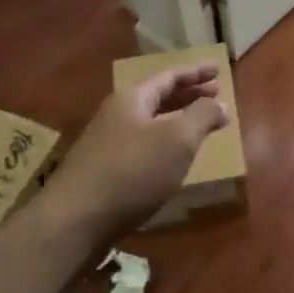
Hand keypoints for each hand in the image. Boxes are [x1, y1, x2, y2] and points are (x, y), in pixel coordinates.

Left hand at [45, 64, 228, 237]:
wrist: (74, 222)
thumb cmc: (132, 172)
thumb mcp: (177, 140)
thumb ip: (201, 117)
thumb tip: (219, 103)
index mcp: (132, 100)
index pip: (169, 77)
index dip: (196, 73)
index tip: (219, 70)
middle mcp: (116, 116)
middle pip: (157, 99)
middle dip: (188, 96)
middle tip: (215, 96)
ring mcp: (106, 145)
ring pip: (149, 125)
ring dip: (176, 122)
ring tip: (199, 129)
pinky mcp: (103, 173)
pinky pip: (141, 148)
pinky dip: (163, 146)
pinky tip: (172, 162)